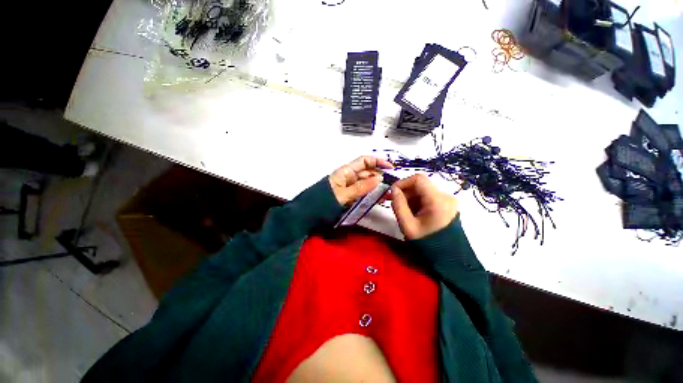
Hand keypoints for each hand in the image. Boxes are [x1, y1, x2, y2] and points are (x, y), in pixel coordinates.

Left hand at [329, 156, 393, 205]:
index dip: (378, 162)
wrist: (309, 214)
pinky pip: (363, 194)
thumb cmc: (323, 202)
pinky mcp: (350, 197)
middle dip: (381, 177)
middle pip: (368, 173)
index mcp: (346, 172)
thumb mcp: (343, 195)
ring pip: (367, 184)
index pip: (364, 161)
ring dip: (378, 187)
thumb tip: (379, 178)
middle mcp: (349, 177)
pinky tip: (380, 199)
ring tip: (390, 193)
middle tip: (393, 185)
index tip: (391, 168)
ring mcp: (350, 188)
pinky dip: (371, 195)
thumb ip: (361, 187)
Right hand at [389, 174, 458, 239]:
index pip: (418, 179)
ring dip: (410, 197)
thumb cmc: (426, 242)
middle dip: (405, 191)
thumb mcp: (407, 224)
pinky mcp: (447, 204)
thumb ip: (398, 204)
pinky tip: (412, 212)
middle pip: (421, 184)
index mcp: (437, 200)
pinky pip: (428, 196)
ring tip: (402, 210)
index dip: (402, 182)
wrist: (447, 257)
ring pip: (424, 190)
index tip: (392, 192)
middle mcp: (445, 196)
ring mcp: (448, 200)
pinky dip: (417, 201)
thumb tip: (393, 189)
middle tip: (393, 201)